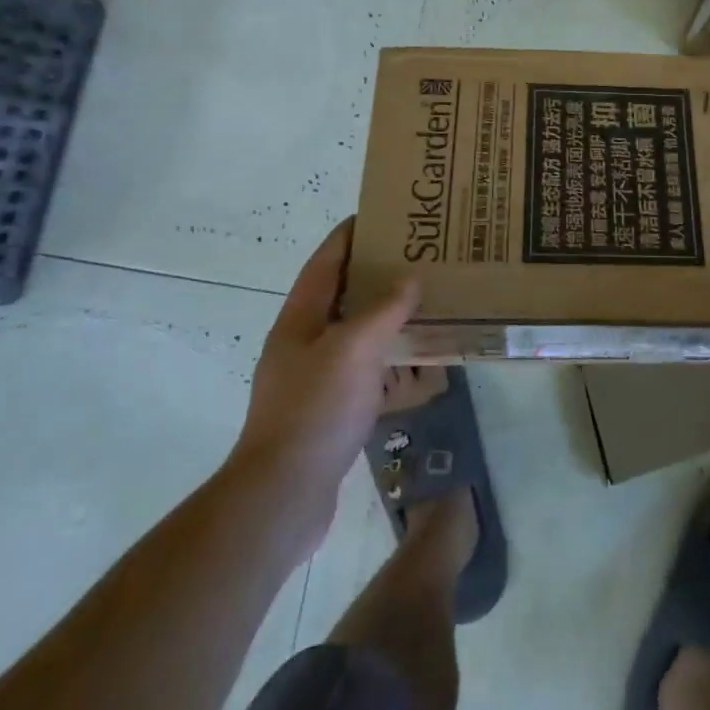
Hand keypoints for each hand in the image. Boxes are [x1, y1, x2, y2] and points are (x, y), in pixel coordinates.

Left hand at [231, 218, 417, 559]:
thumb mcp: (354, 349)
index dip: (351, 234)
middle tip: (418, 256)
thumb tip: (410, 279)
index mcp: (300, 318)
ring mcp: (314, 378)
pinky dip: (389, 358)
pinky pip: (364, 370)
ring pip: (355, 333)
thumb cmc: (316, 410)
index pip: (326, 260)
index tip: (385, 215)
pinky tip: (418, 361)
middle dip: (376, 273)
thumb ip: (384, 310)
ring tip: (425, 300)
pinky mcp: (329, 410)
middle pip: (342, 294)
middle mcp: (303, 341)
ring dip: (386, 316)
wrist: (284, 494)